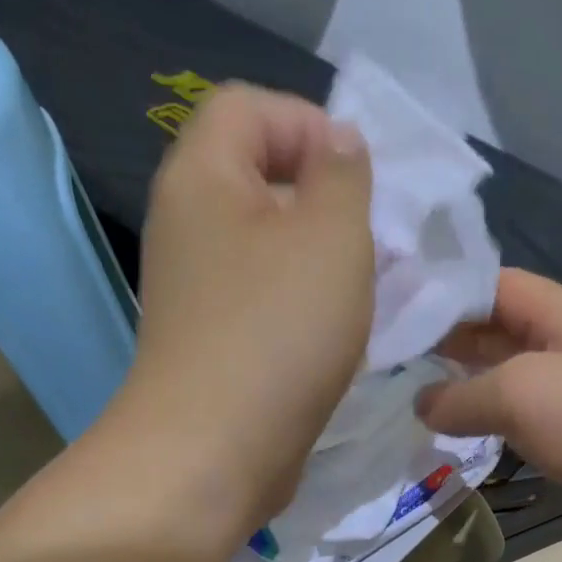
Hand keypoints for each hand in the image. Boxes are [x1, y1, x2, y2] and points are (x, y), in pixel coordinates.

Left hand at [122, 84, 374, 534]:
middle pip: (261, 181)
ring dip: (321, 267)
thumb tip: (337, 148)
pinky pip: (265, 306)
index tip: (362, 184)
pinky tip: (338, 342)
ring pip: (268, 252)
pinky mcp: (214, 348)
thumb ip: (343, 177)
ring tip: (365, 299)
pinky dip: (303, 312)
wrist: (215, 455)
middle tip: (374, 247)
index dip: (312, 125)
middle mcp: (188, 227)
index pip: (250, 107)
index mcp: (202, 177)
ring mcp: (196, 294)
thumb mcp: (332, 236)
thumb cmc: (278, 335)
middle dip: (327, 204)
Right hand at [421, 270, 561, 561]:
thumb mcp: (519, 394)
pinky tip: (471, 437)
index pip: (493, 285)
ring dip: (473, 387)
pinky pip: (532, 420)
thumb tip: (421, 405)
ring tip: (421, 398)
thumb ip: (462, 397)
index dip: (445, 293)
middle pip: (502, 331)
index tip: (396, 311)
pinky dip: (499, 424)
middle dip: (452, 342)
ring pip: (515, 378)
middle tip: (396, 358)